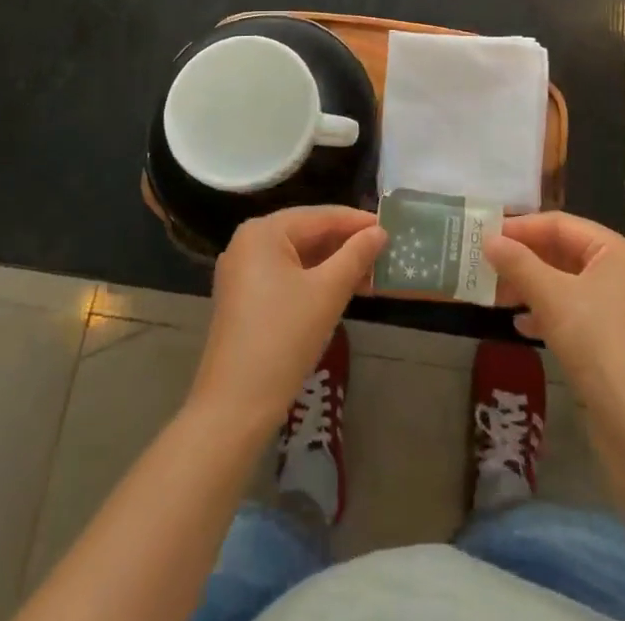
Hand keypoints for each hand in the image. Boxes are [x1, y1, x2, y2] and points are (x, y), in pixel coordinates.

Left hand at [189, 206, 386, 434]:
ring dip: (333, 265)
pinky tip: (342, 291)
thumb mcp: (327, 293)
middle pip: (307, 234)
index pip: (320, 216)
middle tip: (384, 253)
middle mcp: (248, 243)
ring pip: (298, 257)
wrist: (234, 408)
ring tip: (371, 274)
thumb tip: (380, 232)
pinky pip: (286, 276)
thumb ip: (356, 256)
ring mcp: (242, 272)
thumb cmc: (283, 339)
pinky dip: (314, 281)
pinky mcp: (243, 299)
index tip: (390, 228)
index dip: (357, 222)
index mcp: (263, 232)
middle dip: (346, 245)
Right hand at [485, 213, 624, 413]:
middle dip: (523, 258)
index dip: (522, 228)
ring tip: (496, 294)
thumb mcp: (551, 296)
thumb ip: (518, 264)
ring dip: (529, 285)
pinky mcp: (607, 336)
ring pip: (563, 282)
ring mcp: (614, 305)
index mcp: (613, 250)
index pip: (560, 224)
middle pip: (562, 251)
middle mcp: (617, 271)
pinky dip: (544, 311)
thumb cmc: (595, 341)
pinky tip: (520, 325)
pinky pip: (569, 309)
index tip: (487, 235)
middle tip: (486, 264)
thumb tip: (488, 240)